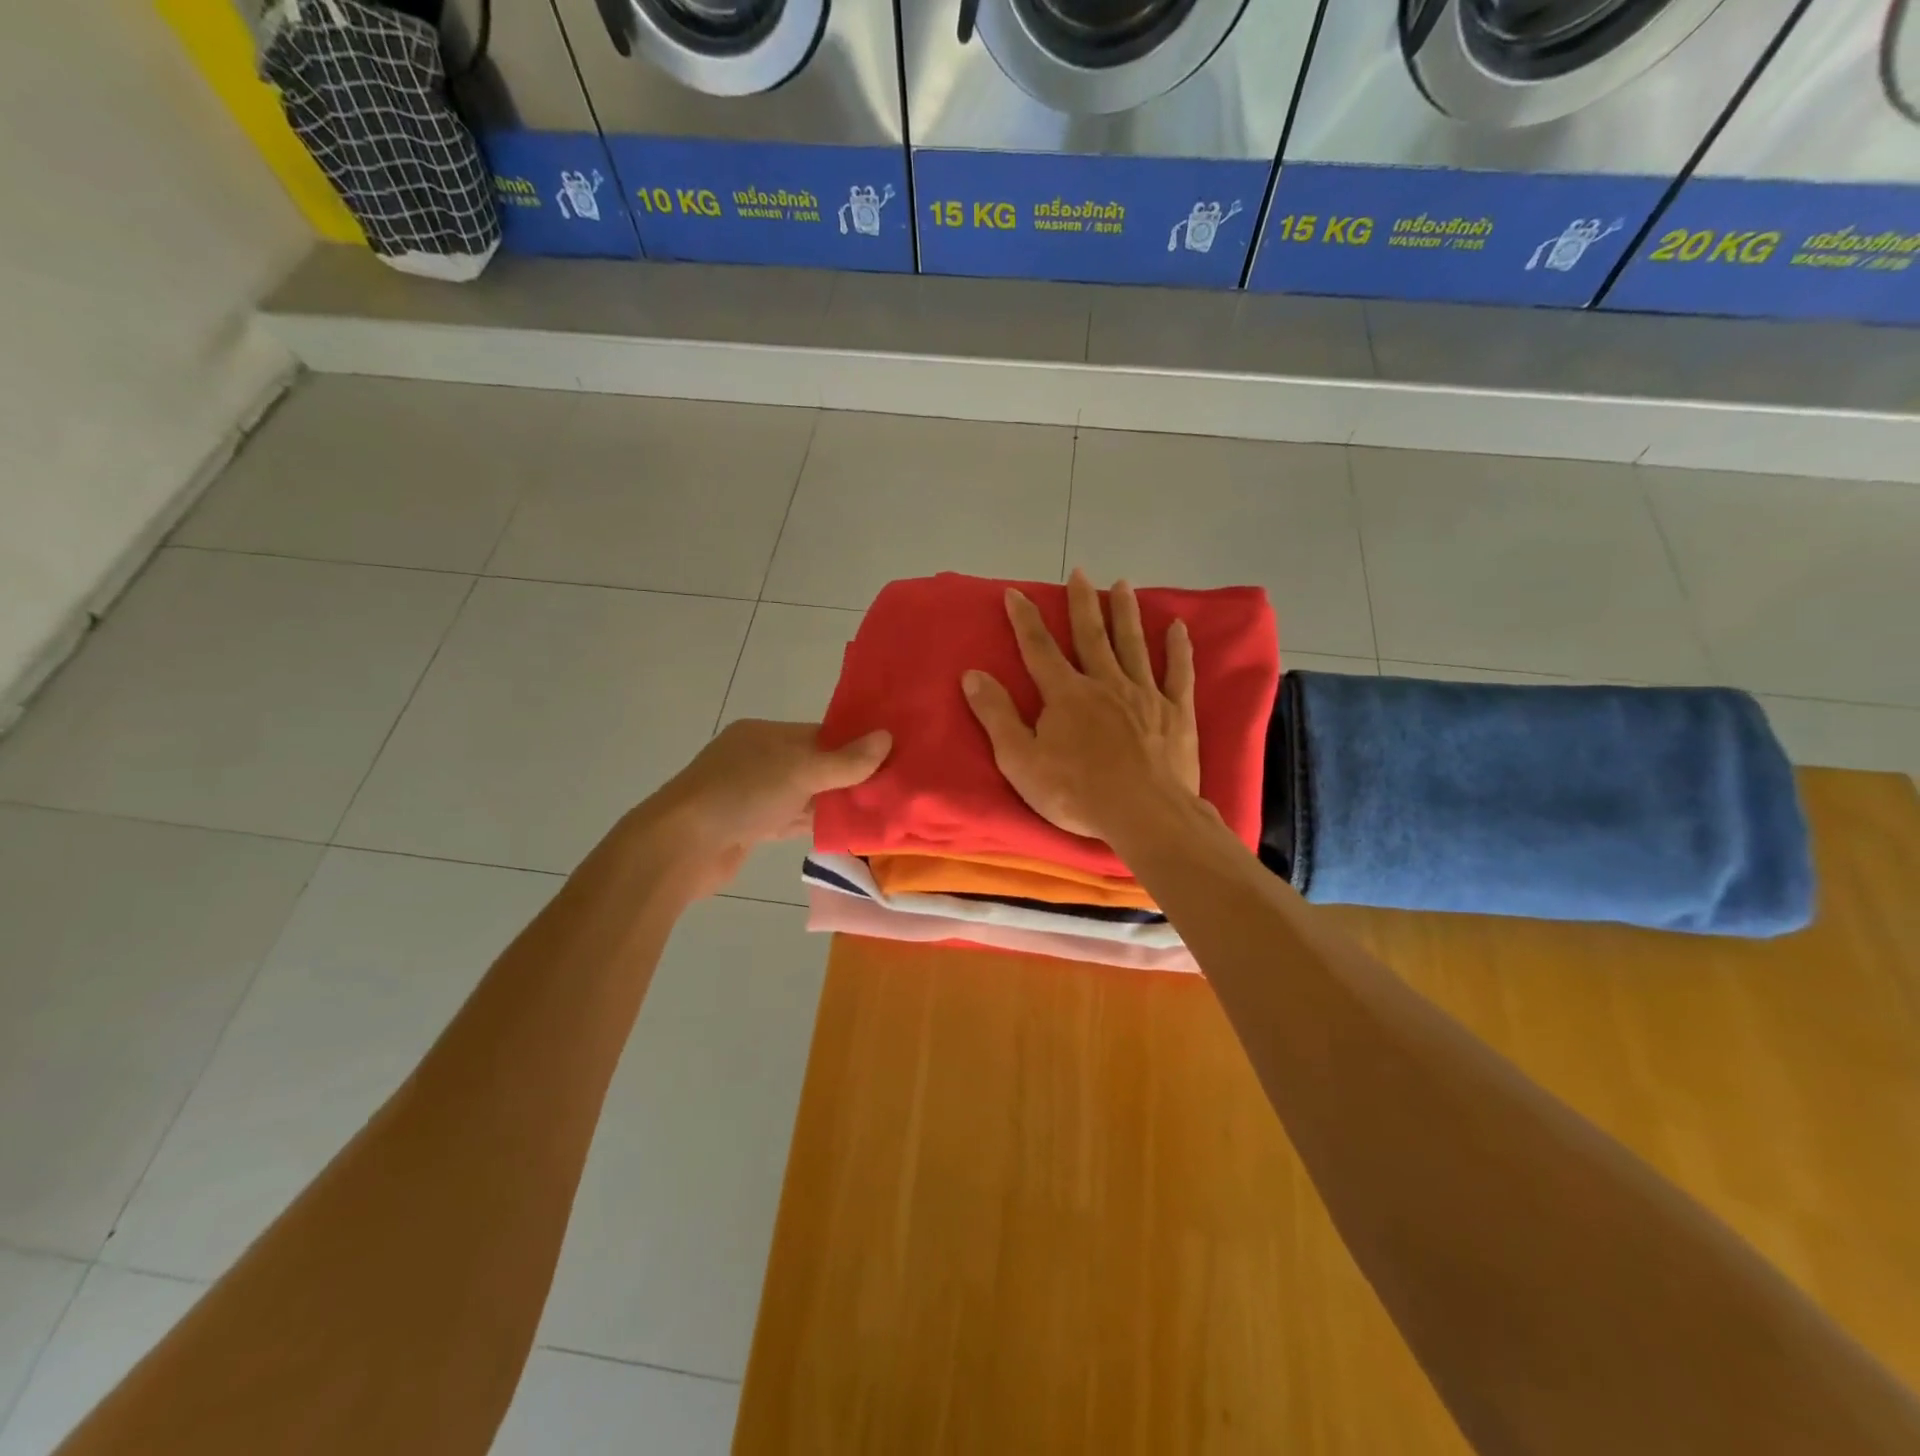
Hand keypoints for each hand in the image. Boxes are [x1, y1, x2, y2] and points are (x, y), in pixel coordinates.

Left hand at [635, 719, 891, 897]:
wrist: (681, 847)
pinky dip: (815, 823)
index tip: (891, 755)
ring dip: (834, 802)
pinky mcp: (750, 827)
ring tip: (878, 808)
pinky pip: (791, 819)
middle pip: (814, 764)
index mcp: (765, 734)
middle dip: (848, 776)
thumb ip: (845, 760)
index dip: (853, 743)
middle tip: (891, 786)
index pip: (819, 733)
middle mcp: (758, 759)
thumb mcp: (800, 770)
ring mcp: (752, 794)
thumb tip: (887, 737)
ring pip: (804, 794)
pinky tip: (845, 830)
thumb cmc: (741, 794)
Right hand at [961, 569, 1199, 843]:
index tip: (1015, 593)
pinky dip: (1178, 648)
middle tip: (1080, 572)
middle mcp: (1105, 683)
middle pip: (1091, 635)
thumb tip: (972, 675)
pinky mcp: (1176, 712)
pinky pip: (1178, 672)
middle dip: (1082, 603)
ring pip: (1133, 644)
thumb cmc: (1076, 793)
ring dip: (1126, 613)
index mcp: (1066, 694)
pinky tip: (1177, 627)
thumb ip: (996, 715)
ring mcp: (1144, 694)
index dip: (1025, 620)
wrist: (1143, 814)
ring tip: (1122, 586)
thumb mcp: (1021, 760)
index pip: (1039, 648)